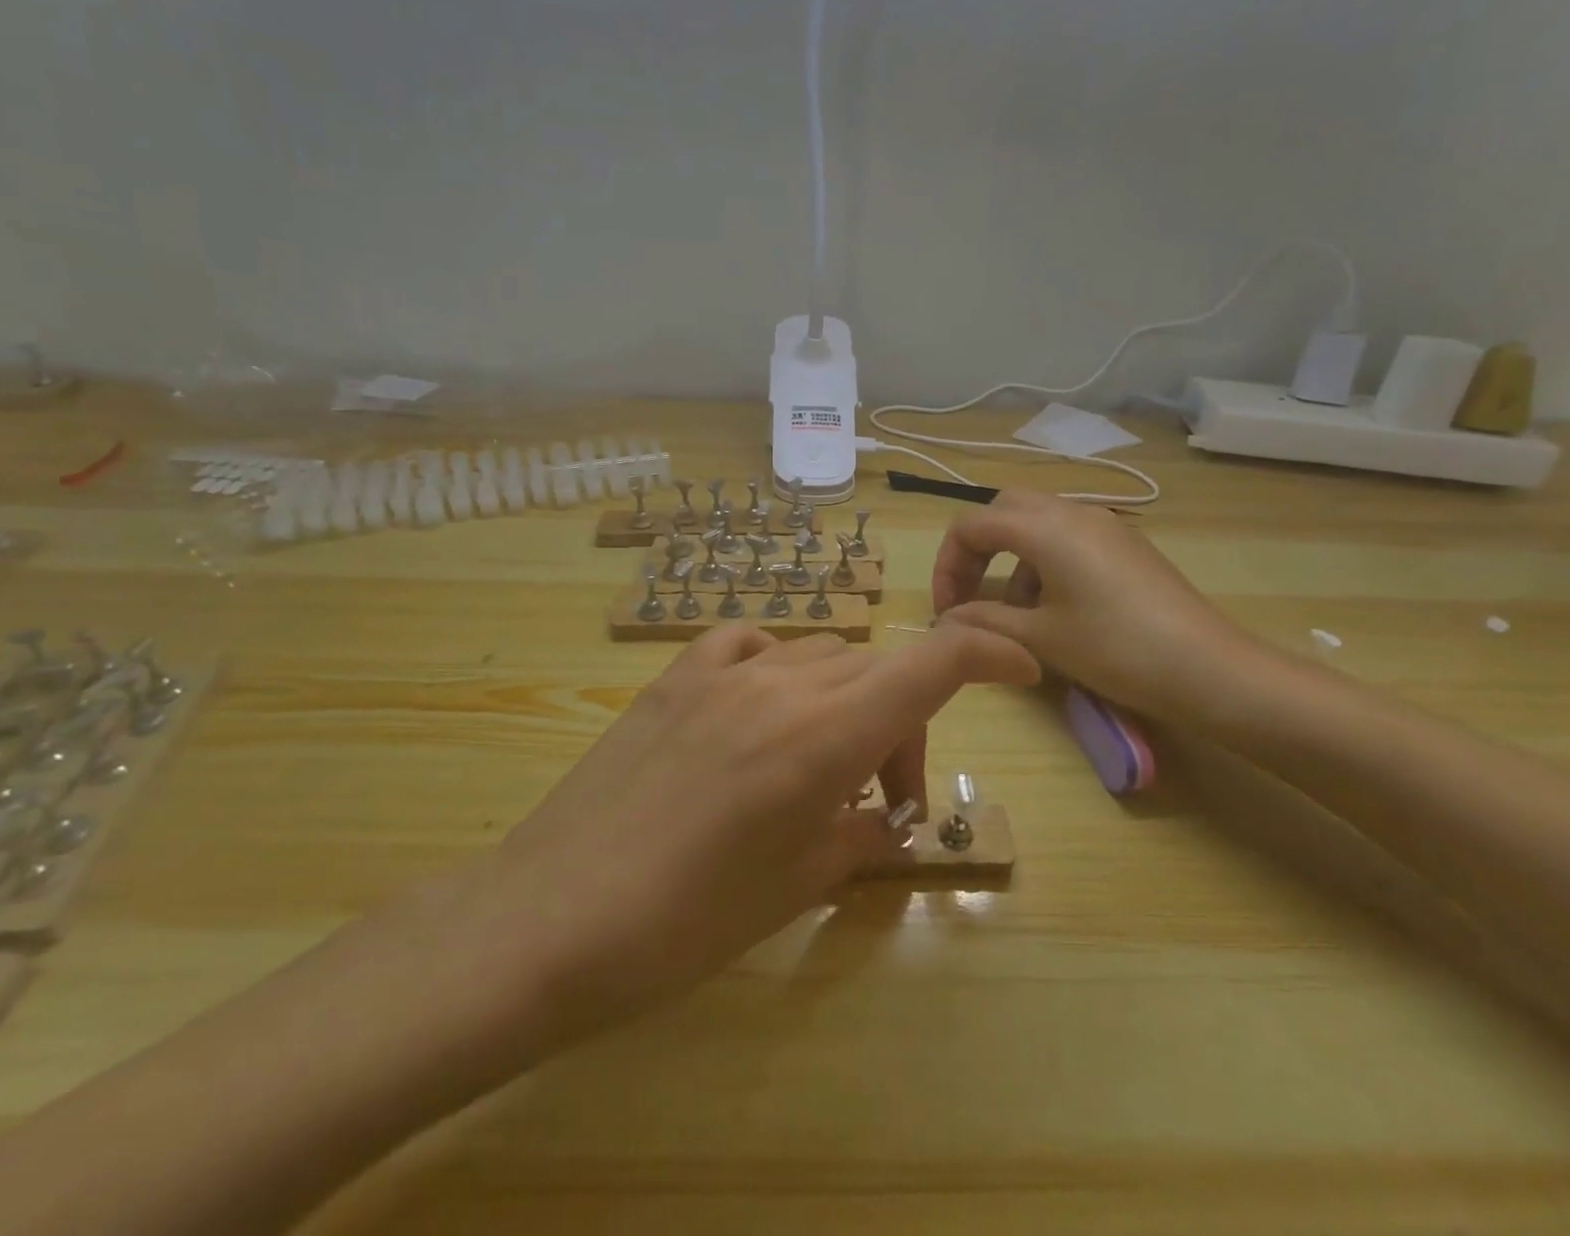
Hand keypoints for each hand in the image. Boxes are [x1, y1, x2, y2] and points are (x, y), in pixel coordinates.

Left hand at [445, 623, 1037, 1058]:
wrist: (551, 917)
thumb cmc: (684, 923)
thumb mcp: (794, 887)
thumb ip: (857, 837)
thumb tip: (882, 820)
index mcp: (823, 738)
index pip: (930, 663)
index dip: (986, 652)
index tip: (1018, 666)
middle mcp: (781, 685)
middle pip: (877, 670)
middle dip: (901, 723)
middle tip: (879, 796)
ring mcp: (722, 673)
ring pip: (820, 655)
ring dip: (843, 700)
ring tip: (816, 765)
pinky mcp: (674, 677)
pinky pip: (751, 646)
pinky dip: (777, 670)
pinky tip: (760, 712)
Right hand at [931, 487, 1264, 725]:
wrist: (1209, 670)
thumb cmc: (1115, 650)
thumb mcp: (1040, 638)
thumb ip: (983, 621)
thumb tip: (946, 618)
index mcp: (1044, 528)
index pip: (971, 525)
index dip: (947, 564)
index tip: (946, 609)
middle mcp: (1072, 512)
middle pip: (1003, 510)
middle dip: (977, 550)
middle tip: (971, 596)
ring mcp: (1104, 525)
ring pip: (1037, 523)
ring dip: (1011, 558)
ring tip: (1015, 613)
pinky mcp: (1125, 544)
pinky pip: (1068, 537)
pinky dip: (1043, 561)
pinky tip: (1055, 608)